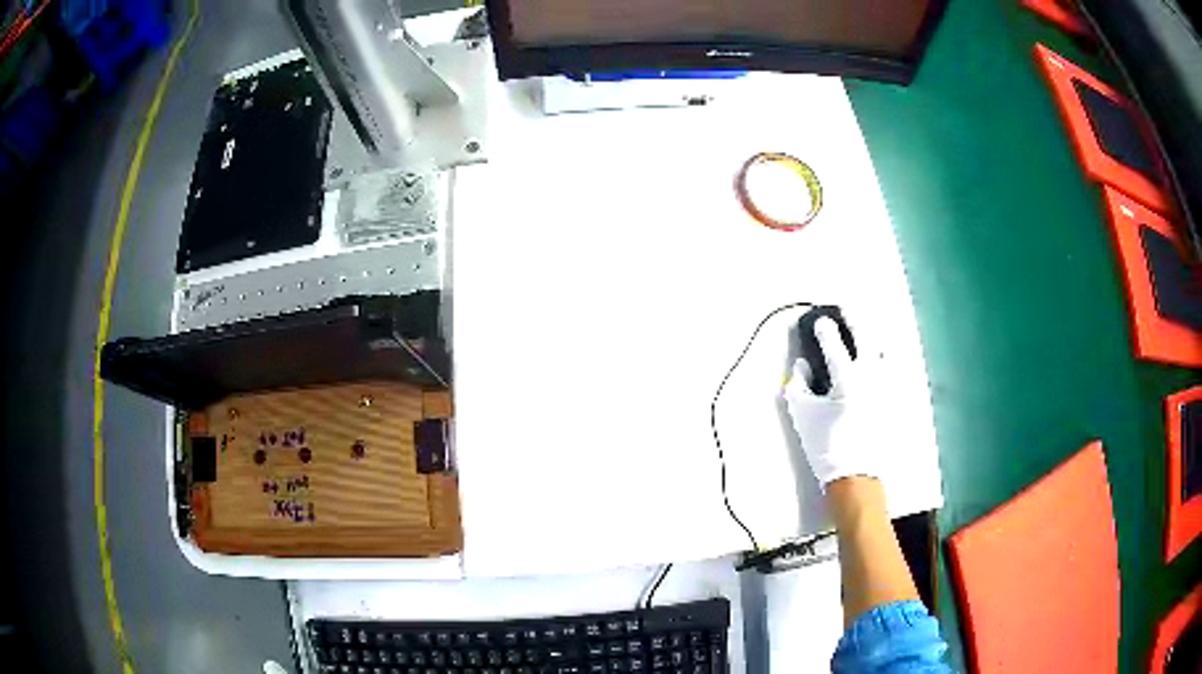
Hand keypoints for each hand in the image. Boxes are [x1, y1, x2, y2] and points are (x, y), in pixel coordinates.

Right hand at [782, 317, 884, 488]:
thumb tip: (801, 366)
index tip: (820, 321)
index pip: (834, 343)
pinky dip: (888, 359)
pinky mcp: (896, 398)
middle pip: (865, 335)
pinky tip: (883, 359)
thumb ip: (798, 385)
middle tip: (846, 309)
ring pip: (886, 349)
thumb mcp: (803, 415)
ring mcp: (887, 385)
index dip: (825, 329)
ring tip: (868, 332)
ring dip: (875, 335)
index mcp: (846, 377)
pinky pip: (895, 370)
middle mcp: (871, 374)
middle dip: (854, 317)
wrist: (857, 475)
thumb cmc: (826, 444)